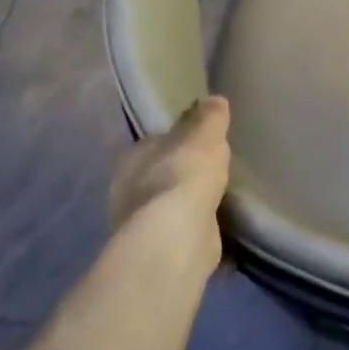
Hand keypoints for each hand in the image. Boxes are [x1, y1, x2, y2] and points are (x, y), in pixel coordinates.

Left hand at [108, 97, 232, 282]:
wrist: (177, 236)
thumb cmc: (185, 174)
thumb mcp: (205, 136)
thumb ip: (210, 118)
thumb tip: (214, 99)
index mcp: (135, 156)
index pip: (157, 142)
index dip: (178, 140)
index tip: (200, 141)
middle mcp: (129, 189)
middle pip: (160, 174)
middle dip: (182, 173)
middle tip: (213, 170)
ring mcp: (142, 223)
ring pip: (169, 206)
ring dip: (188, 204)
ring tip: (219, 200)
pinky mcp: (160, 250)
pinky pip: (183, 232)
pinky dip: (198, 230)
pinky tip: (219, 229)